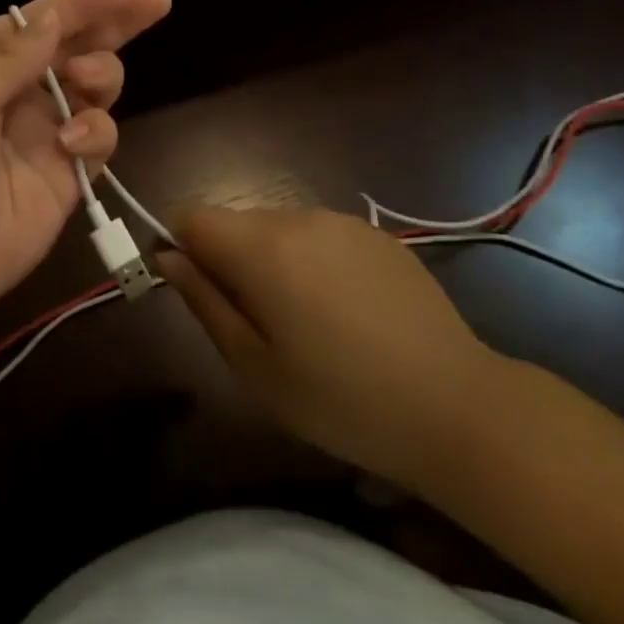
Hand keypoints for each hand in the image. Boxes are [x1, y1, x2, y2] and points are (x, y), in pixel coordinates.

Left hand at [0, 0, 171, 326]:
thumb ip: (8, 58)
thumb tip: (53, 17)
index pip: (38, 21)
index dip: (80, 2)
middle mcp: (16, 91)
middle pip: (76, 46)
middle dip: (115, 22)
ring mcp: (44, 132)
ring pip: (95, 86)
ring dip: (102, 73)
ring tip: (87, 81)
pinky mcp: (67, 174)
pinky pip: (99, 138)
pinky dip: (97, 132)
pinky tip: (74, 143)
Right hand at [163, 206, 503, 491]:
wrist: (456, 406)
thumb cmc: (341, 399)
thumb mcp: (254, 366)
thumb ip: (203, 301)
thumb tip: (167, 257)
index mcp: (262, 247)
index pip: (191, 216)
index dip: (180, 248)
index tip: (196, 293)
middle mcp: (298, 218)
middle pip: (234, 221)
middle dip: (226, 259)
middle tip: (253, 324)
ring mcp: (341, 222)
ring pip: (276, 227)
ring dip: (269, 260)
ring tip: (303, 322)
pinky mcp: (375, 235)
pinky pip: (318, 235)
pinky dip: (310, 261)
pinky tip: (343, 312)